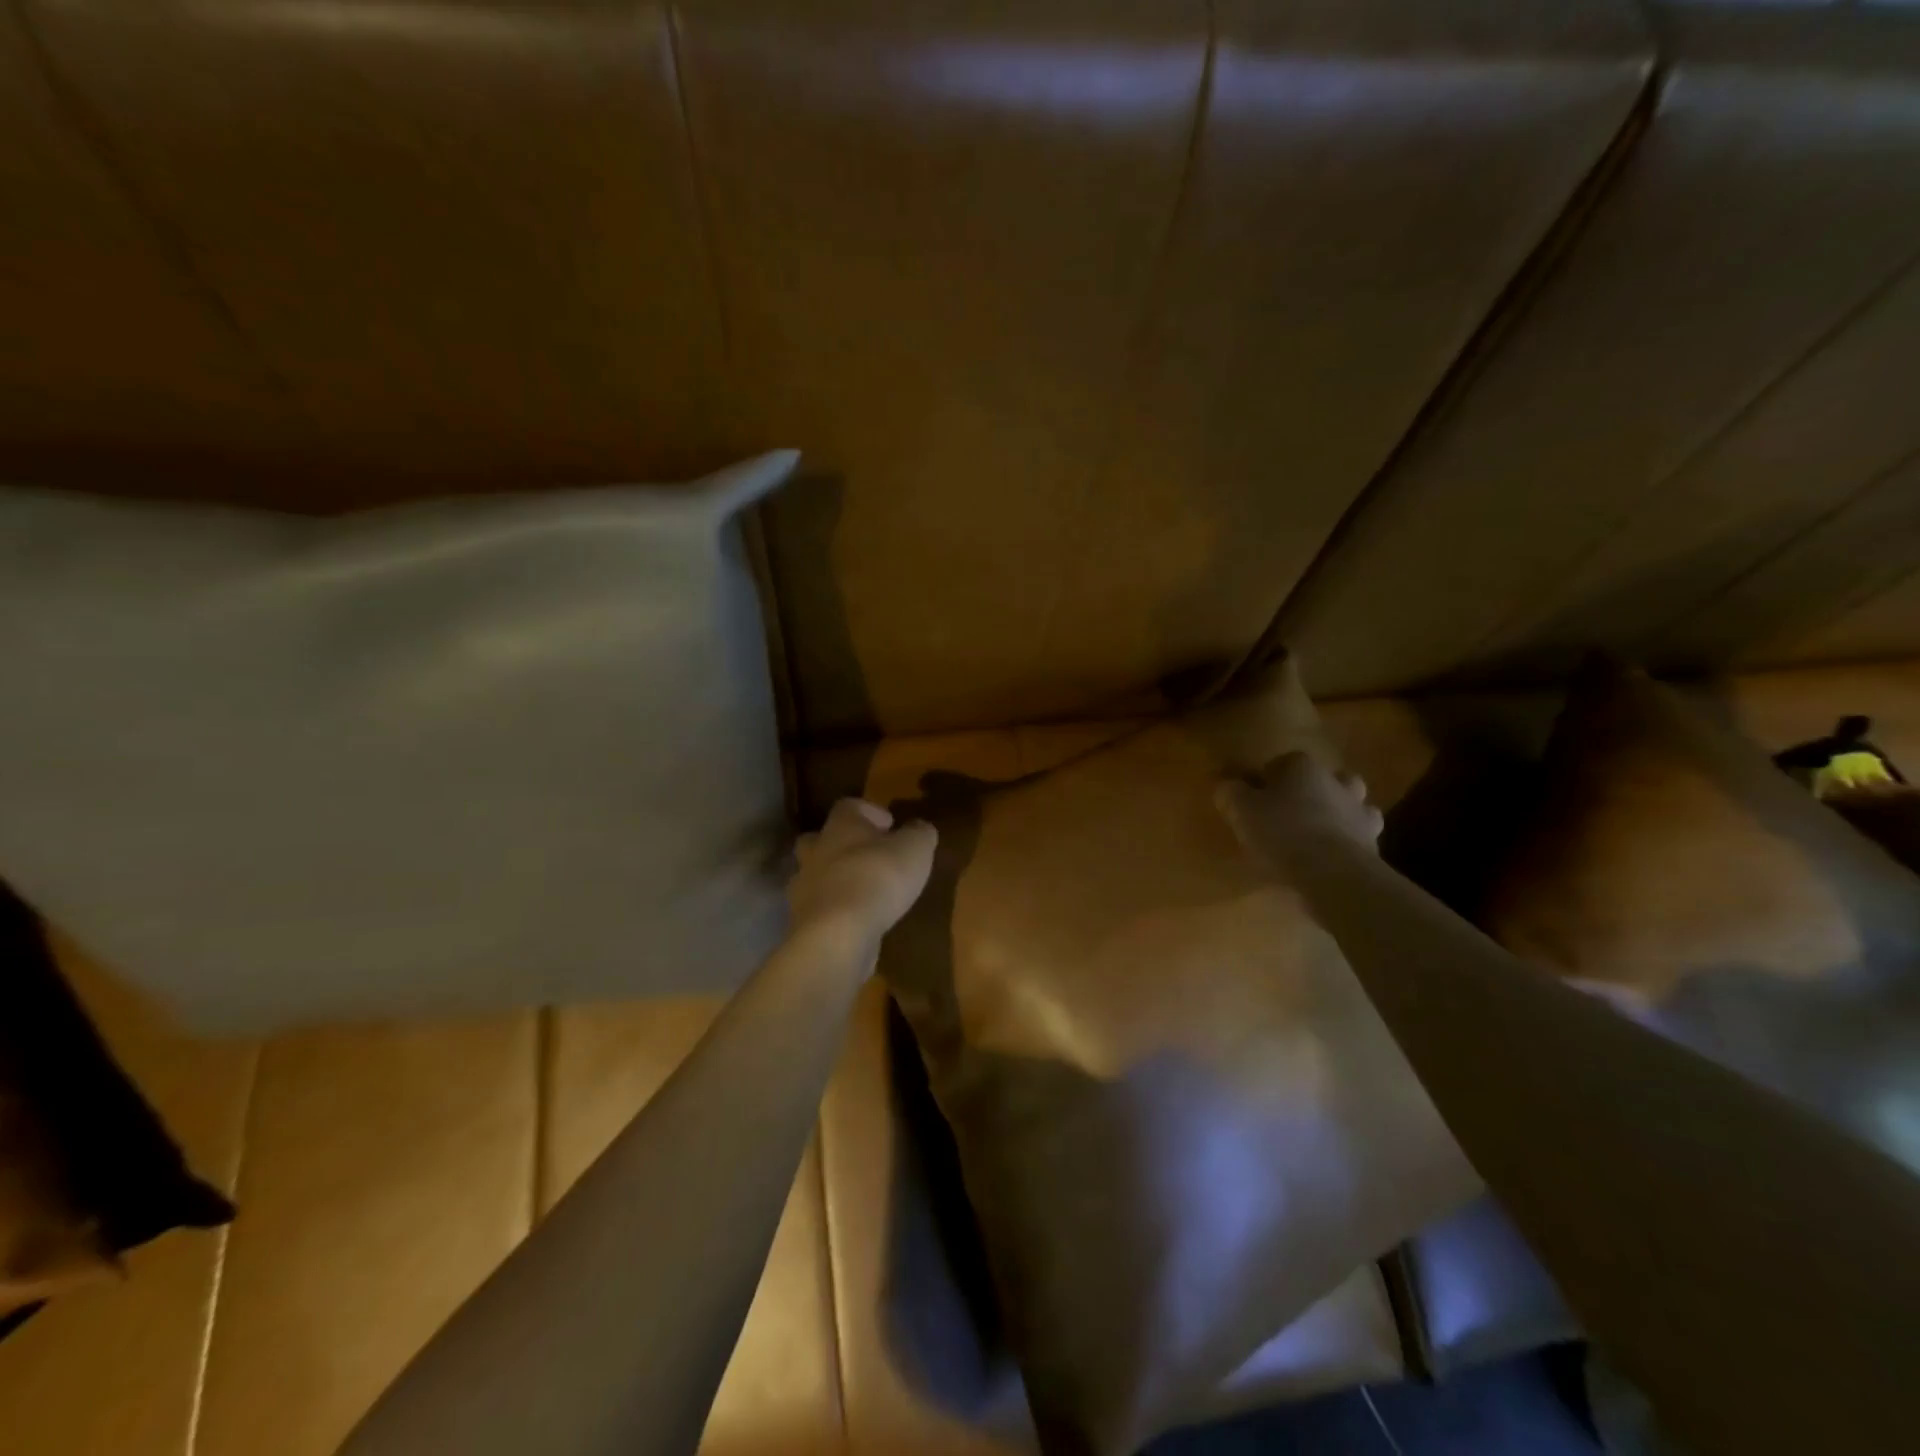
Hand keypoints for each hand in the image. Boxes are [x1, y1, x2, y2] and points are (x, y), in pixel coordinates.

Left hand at [789, 799, 937, 949]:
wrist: (837, 934)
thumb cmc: (878, 877)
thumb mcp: (915, 848)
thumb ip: (919, 834)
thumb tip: (919, 828)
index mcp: (841, 826)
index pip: (849, 806)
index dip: (870, 811)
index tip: (890, 825)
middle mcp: (816, 851)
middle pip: (819, 838)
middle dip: (842, 845)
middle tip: (868, 856)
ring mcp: (804, 888)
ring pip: (815, 875)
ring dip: (835, 881)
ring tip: (864, 894)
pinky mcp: (803, 921)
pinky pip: (818, 909)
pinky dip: (834, 912)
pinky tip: (856, 922)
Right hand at [1215, 751, 1383, 867]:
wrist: (1334, 875)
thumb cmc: (1282, 833)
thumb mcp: (1240, 810)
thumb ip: (1230, 792)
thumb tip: (1227, 785)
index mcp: (1303, 767)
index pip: (1281, 763)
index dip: (1265, 781)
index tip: (1252, 801)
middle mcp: (1336, 782)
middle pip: (1321, 780)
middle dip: (1308, 792)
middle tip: (1288, 814)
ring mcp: (1360, 813)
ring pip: (1348, 806)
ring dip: (1335, 816)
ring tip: (1313, 837)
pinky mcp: (1373, 845)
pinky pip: (1357, 838)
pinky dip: (1345, 844)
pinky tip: (1328, 860)